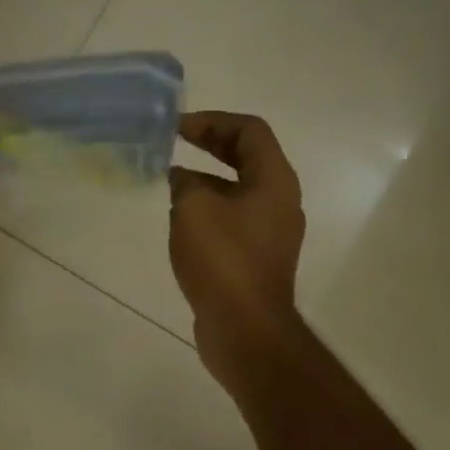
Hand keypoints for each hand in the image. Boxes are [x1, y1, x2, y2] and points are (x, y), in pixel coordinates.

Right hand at [168, 111, 305, 386]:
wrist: (245, 328)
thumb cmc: (223, 259)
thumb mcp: (193, 209)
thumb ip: (184, 182)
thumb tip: (181, 178)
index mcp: (274, 181)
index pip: (249, 131)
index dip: (212, 121)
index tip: (177, 128)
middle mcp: (279, 201)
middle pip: (247, 157)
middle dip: (210, 145)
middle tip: (174, 143)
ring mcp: (271, 232)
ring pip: (239, 190)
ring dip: (207, 180)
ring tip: (170, 184)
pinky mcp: (257, 258)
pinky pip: (234, 219)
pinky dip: (209, 209)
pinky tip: (181, 221)